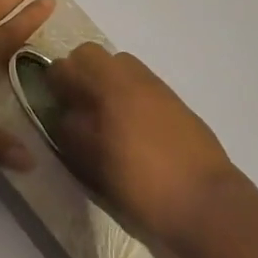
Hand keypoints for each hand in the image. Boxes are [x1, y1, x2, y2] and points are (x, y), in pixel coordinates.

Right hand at [47, 44, 239, 248]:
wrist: (206, 201)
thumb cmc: (143, 184)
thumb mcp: (95, 163)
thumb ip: (73, 131)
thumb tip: (63, 112)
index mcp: (111, 86)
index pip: (72, 62)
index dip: (56, 78)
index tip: (51, 100)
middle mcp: (135, 77)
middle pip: (96, 56)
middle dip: (80, 74)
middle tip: (75, 107)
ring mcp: (158, 88)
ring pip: (120, 69)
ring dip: (105, 83)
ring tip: (102, 120)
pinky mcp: (176, 103)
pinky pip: (141, 86)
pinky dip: (127, 96)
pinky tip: (129, 131)